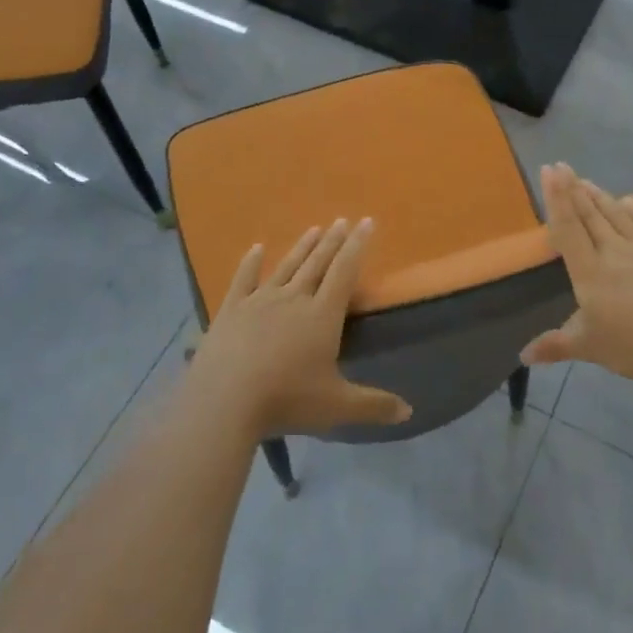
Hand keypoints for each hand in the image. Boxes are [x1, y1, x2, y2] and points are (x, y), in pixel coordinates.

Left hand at [185, 218, 412, 440]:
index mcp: (322, 316)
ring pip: (286, 267)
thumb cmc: (287, 400)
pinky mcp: (231, 310)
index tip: (366, 222)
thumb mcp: (337, 407)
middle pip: (317, 263)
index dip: (357, 246)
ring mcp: (259, 301)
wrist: (224, 401)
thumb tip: (409, 412)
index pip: (344, 272)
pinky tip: (256, 248)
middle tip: (342, 220)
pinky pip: (243, 279)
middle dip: (333, 241)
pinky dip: (250, 262)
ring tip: (314, 228)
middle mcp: (294, 299)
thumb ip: (373, 406)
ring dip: (302, 247)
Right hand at [521, 164, 632, 383]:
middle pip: (589, 214)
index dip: (557, 199)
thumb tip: (523, 356)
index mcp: (590, 272)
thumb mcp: (591, 348)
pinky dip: (629, 207)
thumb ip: (556, 346)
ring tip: (584, 180)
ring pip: (615, 212)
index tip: (549, 171)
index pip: (568, 228)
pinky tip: (625, 201)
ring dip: (597, 194)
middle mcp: (614, 251)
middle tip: (560, 166)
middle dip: (572, 188)